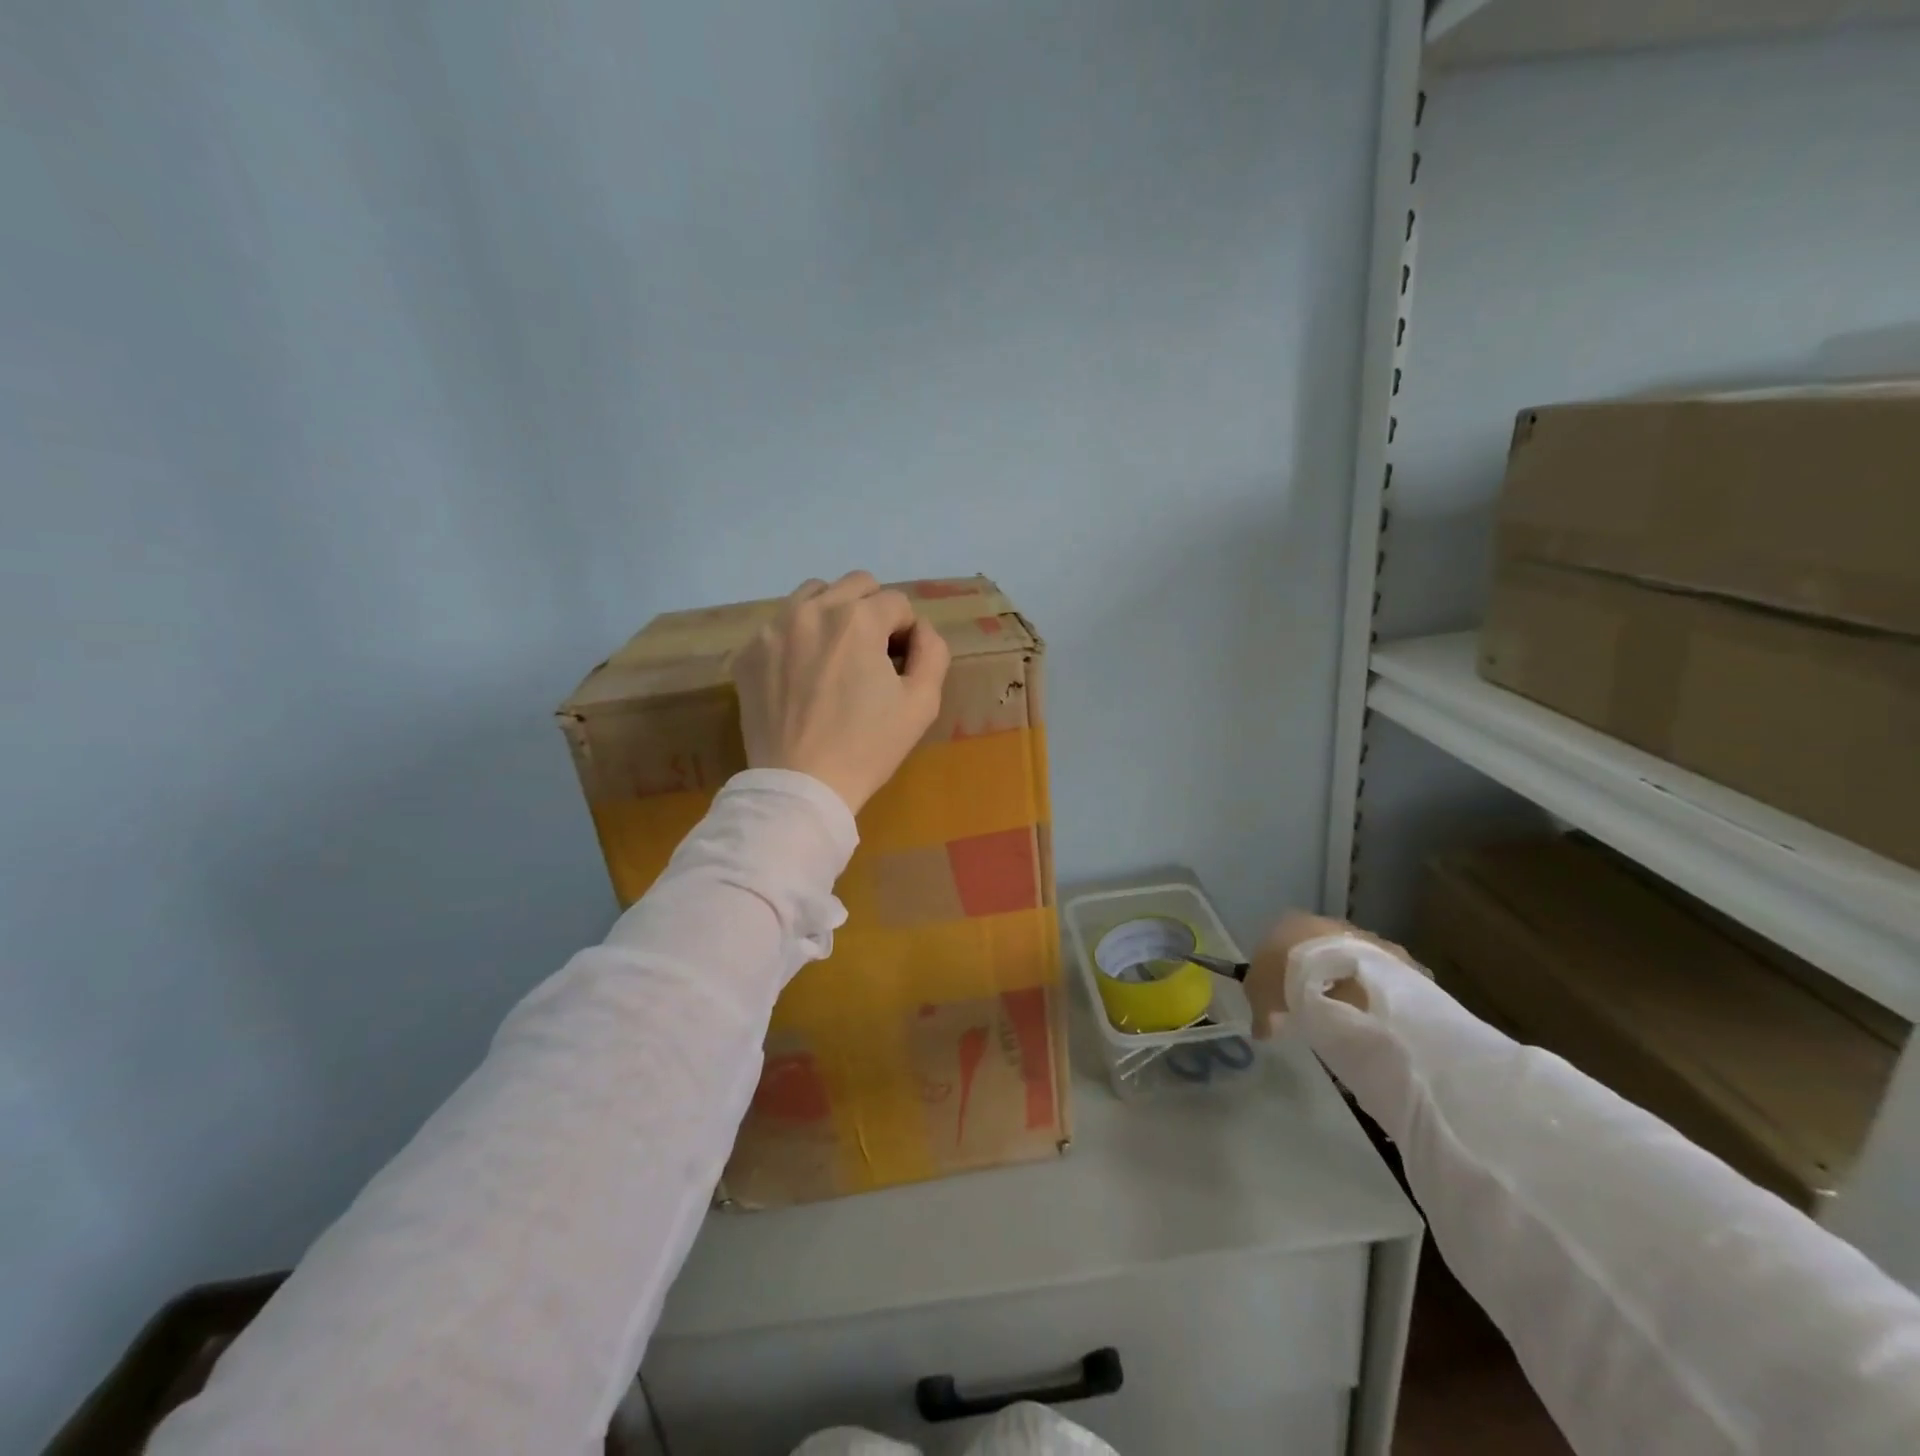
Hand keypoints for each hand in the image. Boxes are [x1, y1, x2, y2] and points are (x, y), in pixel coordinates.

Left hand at [732, 571, 951, 814]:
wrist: (801, 785)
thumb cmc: (867, 747)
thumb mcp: (922, 703)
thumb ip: (933, 651)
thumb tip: (920, 630)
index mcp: (858, 619)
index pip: (897, 603)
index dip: (907, 633)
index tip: (900, 665)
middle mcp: (812, 610)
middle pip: (856, 584)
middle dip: (873, 611)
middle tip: (871, 654)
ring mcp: (773, 629)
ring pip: (813, 594)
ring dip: (833, 614)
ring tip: (835, 656)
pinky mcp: (748, 652)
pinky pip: (780, 625)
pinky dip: (798, 639)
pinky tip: (802, 677)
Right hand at [1244, 911, 1414, 1037]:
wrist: (1344, 974)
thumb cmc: (1288, 974)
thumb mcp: (1260, 995)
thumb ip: (1260, 1011)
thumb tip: (1261, 1030)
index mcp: (1289, 923)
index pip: (1280, 944)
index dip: (1281, 971)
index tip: (1284, 997)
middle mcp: (1324, 922)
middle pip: (1316, 950)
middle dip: (1317, 975)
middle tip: (1315, 1005)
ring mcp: (1359, 935)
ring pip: (1348, 960)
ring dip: (1347, 981)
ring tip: (1345, 1013)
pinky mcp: (1389, 953)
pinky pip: (1378, 975)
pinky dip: (1374, 990)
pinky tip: (1370, 1013)